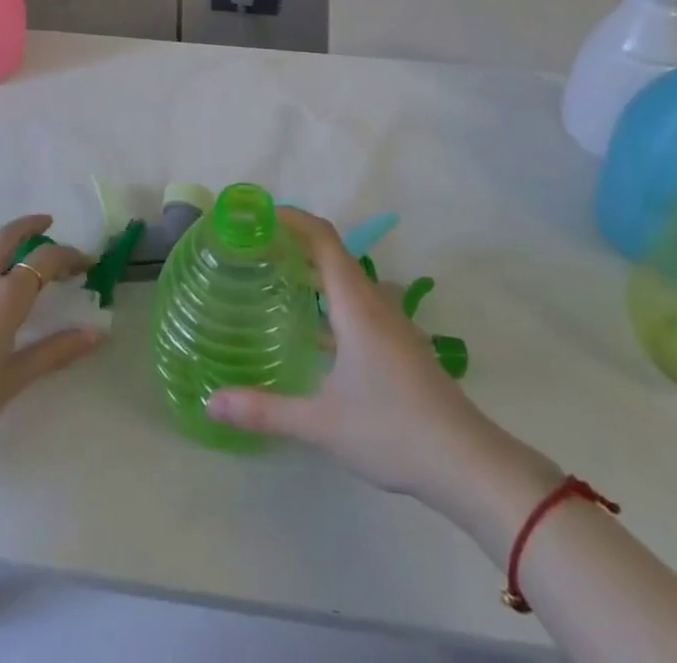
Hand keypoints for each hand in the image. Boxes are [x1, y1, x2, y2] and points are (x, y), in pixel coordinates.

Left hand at [0, 214, 102, 443]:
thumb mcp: (17, 376)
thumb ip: (57, 350)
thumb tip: (97, 334)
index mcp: (7, 294)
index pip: (46, 259)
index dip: (69, 255)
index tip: (86, 263)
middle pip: (7, 237)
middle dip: (30, 225)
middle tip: (47, 222)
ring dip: (2, 251)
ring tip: (12, 268)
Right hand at [206, 209, 551, 509]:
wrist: (467, 462)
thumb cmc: (392, 429)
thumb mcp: (322, 423)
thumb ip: (265, 410)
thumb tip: (210, 403)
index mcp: (356, 304)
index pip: (323, 239)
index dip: (293, 218)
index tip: (260, 213)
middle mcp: (374, 303)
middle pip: (334, 254)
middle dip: (296, 242)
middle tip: (256, 246)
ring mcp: (392, 324)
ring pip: (348, 280)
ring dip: (315, 271)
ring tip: (278, 279)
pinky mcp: (400, 346)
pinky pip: (358, 304)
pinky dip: (331, 300)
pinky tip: (313, 331)